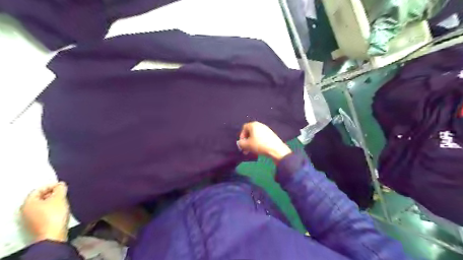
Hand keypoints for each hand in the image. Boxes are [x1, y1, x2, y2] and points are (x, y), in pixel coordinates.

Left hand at [21, 182, 68, 242]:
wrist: (53, 235)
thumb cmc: (54, 215)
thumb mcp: (60, 198)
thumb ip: (60, 189)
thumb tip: (61, 185)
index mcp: (28, 203)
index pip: (38, 190)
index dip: (51, 186)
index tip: (63, 186)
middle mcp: (26, 211)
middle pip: (39, 198)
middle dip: (52, 194)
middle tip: (64, 193)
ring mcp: (30, 219)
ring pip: (42, 206)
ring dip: (53, 201)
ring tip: (64, 200)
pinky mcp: (37, 225)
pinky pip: (44, 213)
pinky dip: (52, 209)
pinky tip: (61, 209)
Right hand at [237, 120, 290, 161]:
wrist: (276, 149)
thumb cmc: (260, 145)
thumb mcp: (247, 145)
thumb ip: (241, 144)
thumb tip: (240, 143)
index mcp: (254, 125)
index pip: (244, 127)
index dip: (241, 136)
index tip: (242, 144)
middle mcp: (260, 125)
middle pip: (250, 132)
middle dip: (246, 141)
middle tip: (245, 149)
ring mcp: (267, 130)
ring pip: (256, 136)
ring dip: (252, 143)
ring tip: (251, 151)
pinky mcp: (271, 135)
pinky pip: (262, 138)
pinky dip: (258, 143)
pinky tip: (259, 150)